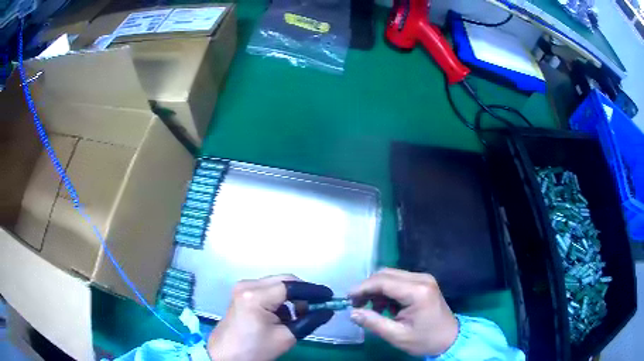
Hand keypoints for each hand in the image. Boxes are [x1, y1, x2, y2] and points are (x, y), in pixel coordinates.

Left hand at [207, 275, 333, 360]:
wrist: (226, 356)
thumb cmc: (254, 349)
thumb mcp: (286, 337)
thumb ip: (309, 321)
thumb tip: (327, 310)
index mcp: (256, 295)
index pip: (292, 286)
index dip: (313, 291)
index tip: (330, 297)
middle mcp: (247, 285)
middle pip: (284, 281)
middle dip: (303, 293)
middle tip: (317, 307)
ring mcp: (242, 287)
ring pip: (277, 284)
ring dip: (291, 297)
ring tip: (299, 316)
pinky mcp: (241, 293)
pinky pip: (267, 290)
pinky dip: (280, 300)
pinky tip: (282, 316)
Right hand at [349, 268, 458, 356]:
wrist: (450, 338)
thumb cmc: (425, 340)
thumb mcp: (397, 336)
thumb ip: (373, 323)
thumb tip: (352, 312)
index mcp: (417, 292)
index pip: (383, 281)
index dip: (362, 288)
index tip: (347, 299)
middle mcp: (421, 279)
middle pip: (386, 274)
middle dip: (368, 287)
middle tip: (356, 304)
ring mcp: (424, 279)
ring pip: (391, 275)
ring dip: (377, 289)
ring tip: (372, 308)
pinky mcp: (423, 282)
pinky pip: (399, 280)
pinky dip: (387, 291)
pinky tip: (386, 307)